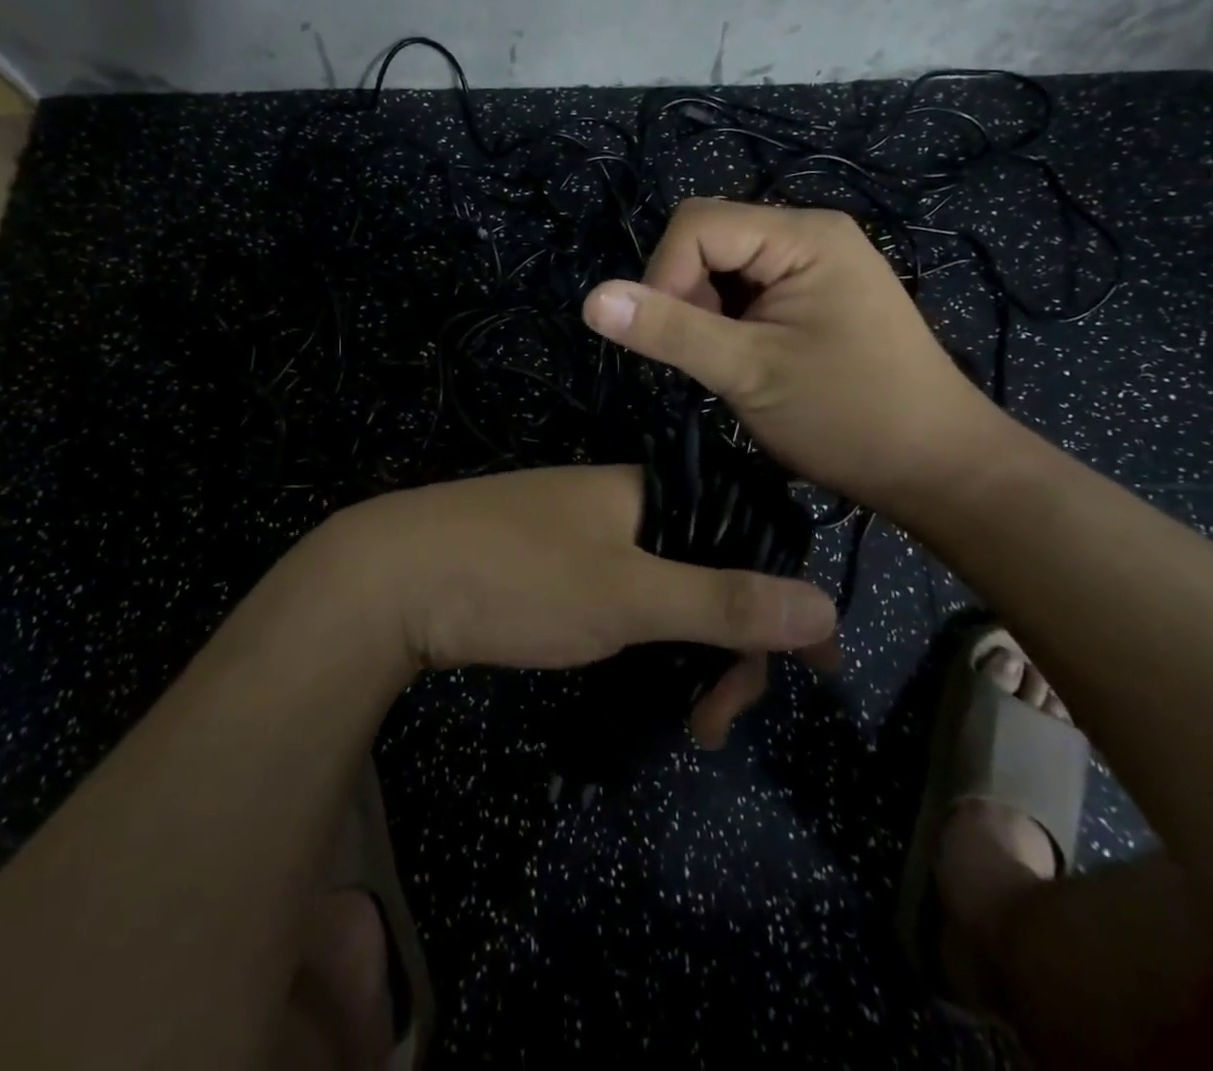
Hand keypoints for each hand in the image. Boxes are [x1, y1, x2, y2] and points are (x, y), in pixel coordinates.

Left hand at [317, 465, 839, 742]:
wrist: (387, 578)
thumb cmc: (516, 577)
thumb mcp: (627, 596)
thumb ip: (722, 601)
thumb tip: (825, 607)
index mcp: (646, 491)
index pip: (742, 535)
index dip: (780, 597)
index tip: (811, 668)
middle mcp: (619, 504)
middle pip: (704, 568)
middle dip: (728, 645)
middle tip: (716, 720)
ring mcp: (579, 534)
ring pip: (662, 589)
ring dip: (686, 652)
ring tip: (689, 720)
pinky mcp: (546, 566)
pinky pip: (620, 597)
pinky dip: (643, 641)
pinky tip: (644, 680)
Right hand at [581, 198, 1010, 525]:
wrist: (938, 467)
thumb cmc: (849, 417)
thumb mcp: (748, 373)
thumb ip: (670, 330)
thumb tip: (591, 299)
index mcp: (802, 235)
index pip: (696, 225)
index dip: (664, 276)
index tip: (673, 343)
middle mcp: (810, 234)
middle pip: (708, 240)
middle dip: (687, 296)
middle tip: (708, 359)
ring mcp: (816, 265)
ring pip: (724, 269)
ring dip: (707, 314)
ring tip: (730, 366)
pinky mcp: (816, 295)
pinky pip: (749, 290)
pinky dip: (729, 323)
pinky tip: (747, 362)